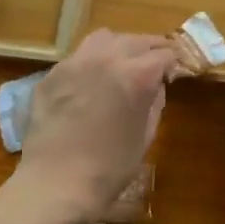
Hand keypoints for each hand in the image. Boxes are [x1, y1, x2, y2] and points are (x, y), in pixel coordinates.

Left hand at [16, 30, 176, 222]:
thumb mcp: (145, 136)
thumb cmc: (109, 168)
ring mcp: (75, 62)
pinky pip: (77, 58)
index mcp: (136, 74)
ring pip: (104, 38)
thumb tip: (156, 85)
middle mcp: (107, 58)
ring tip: (119, 66)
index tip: (172, 75)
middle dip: (149, 51)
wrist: (54, 185)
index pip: (164, 54)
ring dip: (118, 48)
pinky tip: (88, 85)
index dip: (172, 64)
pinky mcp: (52, 74)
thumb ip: (154, 102)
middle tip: (152, 67)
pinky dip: (90, 64)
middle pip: (136, 40)